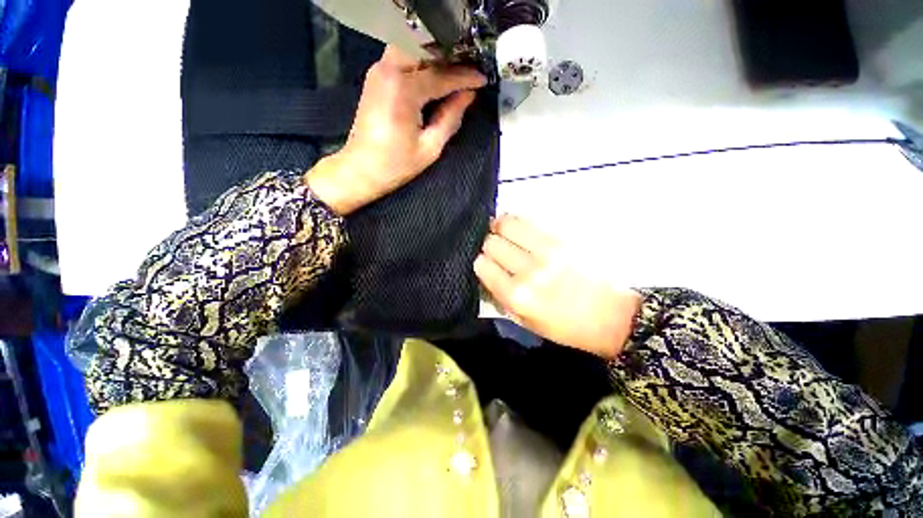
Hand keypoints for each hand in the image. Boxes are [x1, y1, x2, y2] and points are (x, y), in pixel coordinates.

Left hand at [307, 46, 485, 214]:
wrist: (361, 168)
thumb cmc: (396, 164)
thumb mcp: (430, 146)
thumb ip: (451, 117)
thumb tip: (468, 95)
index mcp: (404, 89)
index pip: (442, 76)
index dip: (465, 77)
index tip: (483, 79)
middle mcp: (389, 70)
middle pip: (426, 52)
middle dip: (450, 60)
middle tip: (469, 72)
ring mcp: (379, 70)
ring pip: (413, 49)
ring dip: (434, 58)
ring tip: (454, 73)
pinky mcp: (375, 76)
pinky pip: (402, 58)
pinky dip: (420, 63)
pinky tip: (433, 77)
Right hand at [474, 215, 642, 359]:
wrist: (612, 316)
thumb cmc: (566, 326)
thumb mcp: (526, 322)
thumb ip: (500, 297)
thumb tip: (486, 272)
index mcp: (517, 296)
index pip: (482, 265)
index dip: (482, 263)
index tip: (487, 264)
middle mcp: (529, 271)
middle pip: (492, 242)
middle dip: (489, 244)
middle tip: (497, 249)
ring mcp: (547, 251)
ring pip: (508, 223)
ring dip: (500, 226)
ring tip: (503, 231)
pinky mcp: (564, 238)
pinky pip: (530, 219)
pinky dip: (518, 221)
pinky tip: (520, 228)